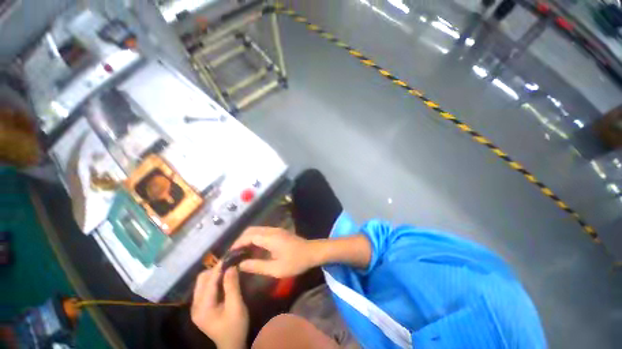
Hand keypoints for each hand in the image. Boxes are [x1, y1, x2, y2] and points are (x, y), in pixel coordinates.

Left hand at [191, 263, 248, 348]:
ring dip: (214, 273)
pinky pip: (205, 287)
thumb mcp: (236, 306)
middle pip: (201, 279)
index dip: (220, 267)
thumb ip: (232, 286)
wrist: (231, 344)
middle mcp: (195, 305)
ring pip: (202, 282)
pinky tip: (224, 279)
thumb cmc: (235, 326)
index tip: (230, 255)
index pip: (209, 281)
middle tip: (230, 263)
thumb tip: (231, 266)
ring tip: (228, 269)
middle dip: (215, 269)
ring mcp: (197, 307)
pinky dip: (214, 280)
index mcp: (203, 307)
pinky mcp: (201, 307)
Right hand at [231, 227, 315, 277]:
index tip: (229, 254)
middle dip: (240, 240)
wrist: (312, 252)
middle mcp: (271, 230)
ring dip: (247, 239)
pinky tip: (253, 249)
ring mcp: (276, 230)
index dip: (237, 244)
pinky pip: (262, 232)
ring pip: (256, 230)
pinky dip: (254, 239)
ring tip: (240, 253)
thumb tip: (240, 265)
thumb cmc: (295, 262)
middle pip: (251, 230)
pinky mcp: (279, 232)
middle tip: (233, 254)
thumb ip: (257, 266)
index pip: (248, 236)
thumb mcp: (276, 269)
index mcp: (270, 238)